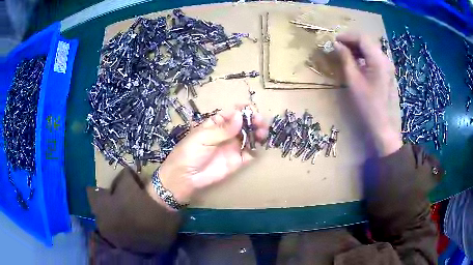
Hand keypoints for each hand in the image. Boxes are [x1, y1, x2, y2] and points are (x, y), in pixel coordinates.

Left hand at [156, 107, 267, 204]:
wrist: (185, 178)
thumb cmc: (189, 153)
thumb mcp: (203, 138)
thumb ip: (223, 129)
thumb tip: (240, 115)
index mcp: (217, 124)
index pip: (233, 113)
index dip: (243, 110)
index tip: (251, 109)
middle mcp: (227, 134)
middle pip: (244, 124)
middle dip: (254, 120)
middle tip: (260, 122)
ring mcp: (233, 147)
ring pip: (250, 136)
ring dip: (258, 132)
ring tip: (262, 132)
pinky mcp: (238, 161)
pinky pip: (251, 153)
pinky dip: (257, 148)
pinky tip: (259, 145)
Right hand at [334, 33, 401, 155]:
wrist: (383, 126)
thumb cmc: (368, 105)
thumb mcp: (353, 81)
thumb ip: (346, 59)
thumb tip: (337, 45)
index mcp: (378, 59)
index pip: (362, 38)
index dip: (347, 36)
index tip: (334, 41)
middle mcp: (385, 59)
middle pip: (368, 41)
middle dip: (352, 40)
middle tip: (338, 46)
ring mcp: (388, 66)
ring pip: (372, 48)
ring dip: (358, 47)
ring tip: (345, 53)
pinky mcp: (388, 72)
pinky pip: (375, 57)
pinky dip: (364, 55)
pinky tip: (357, 61)